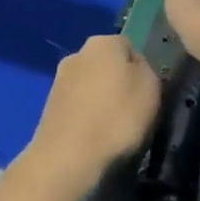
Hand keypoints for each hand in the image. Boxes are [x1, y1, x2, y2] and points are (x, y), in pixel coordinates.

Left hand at [22, 35, 160, 196]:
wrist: (67, 158)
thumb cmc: (117, 118)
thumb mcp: (151, 88)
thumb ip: (146, 68)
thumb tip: (135, 66)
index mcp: (104, 42)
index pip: (130, 47)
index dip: (142, 70)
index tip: (148, 93)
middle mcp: (77, 53)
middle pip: (107, 65)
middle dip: (118, 83)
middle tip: (133, 111)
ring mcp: (59, 80)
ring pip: (91, 86)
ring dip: (101, 101)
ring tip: (113, 129)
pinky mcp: (48, 107)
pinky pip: (77, 107)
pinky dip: (86, 117)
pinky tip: (93, 137)